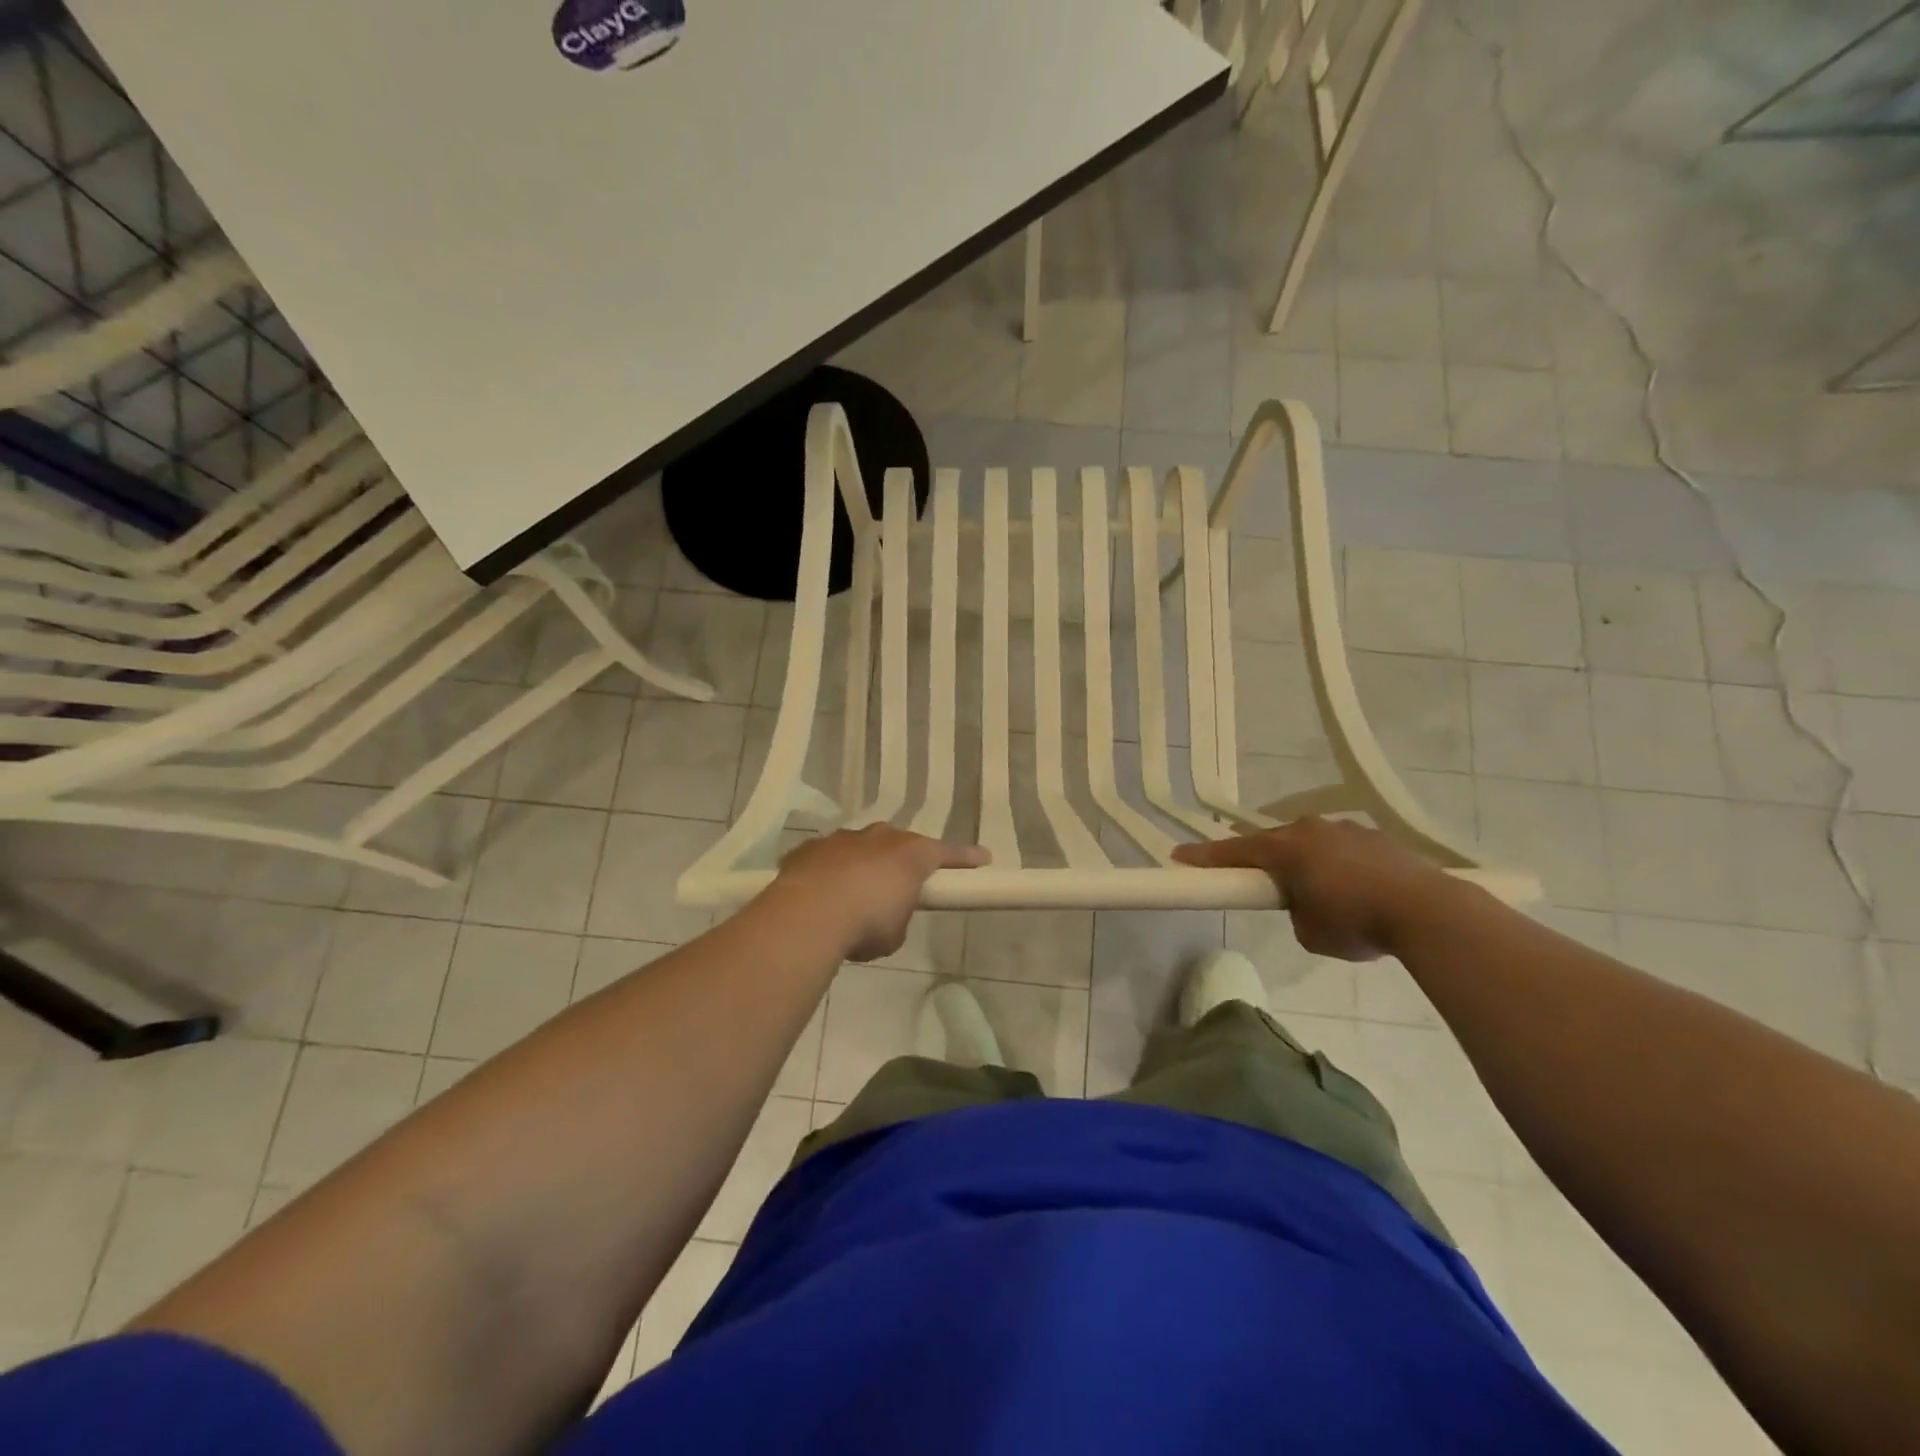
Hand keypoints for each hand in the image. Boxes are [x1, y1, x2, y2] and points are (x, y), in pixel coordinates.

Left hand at [769, 826, 988, 961]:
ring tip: (852, 895)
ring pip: (859, 847)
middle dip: (900, 861)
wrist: (808, 916)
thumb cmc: (866, 924)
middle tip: (898, 884)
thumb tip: (884, 916)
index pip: (947, 853)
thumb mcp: (895, 933)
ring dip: (861, 866)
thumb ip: (897, 917)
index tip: (983, 858)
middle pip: (898, 844)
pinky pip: (826, 859)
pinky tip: (820, 895)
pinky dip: (828, 873)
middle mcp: (879, 838)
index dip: (966, 857)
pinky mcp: (809, 850)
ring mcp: (841, 839)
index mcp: (911, 854)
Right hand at [1173, 817, 1454, 960]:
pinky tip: (1354, 889)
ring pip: (1311, 843)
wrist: (1428, 911)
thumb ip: (1294, 913)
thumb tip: (1305, 905)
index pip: (1234, 851)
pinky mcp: (1377, 838)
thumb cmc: (1356, 922)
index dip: (1205, 857)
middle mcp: (1310, 829)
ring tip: (1319, 893)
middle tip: (1258, 882)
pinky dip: (1337, 865)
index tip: (1179, 857)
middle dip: (1263, 861)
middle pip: (1274, 842)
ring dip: (1305, 862)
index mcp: (1285, 849)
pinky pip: (1342, 849)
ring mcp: (1346, 829)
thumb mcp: (1309, 933)